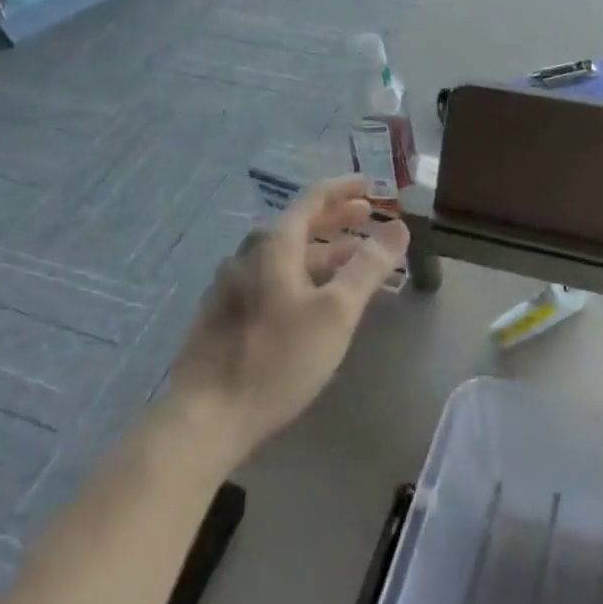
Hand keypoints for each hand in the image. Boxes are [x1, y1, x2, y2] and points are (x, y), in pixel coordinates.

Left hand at [168, 176, 407, 470]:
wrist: (204, 418)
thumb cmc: (278, 358)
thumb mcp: (336, 312)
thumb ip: (368, 267)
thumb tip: (398, 228)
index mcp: (273, 245)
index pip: (312, 199)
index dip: (343, 189)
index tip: (369, 186)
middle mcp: (248, 255)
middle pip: (297, 225)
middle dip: (335, 219)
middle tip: (366, 217)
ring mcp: (230, 285)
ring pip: (284, 256)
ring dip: (320, 251)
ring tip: (349, 260)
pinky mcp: (222, 316)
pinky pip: (269, 279)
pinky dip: (299, 275)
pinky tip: (310, 298)